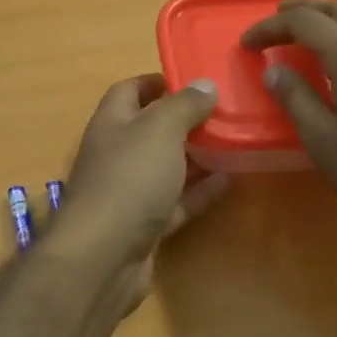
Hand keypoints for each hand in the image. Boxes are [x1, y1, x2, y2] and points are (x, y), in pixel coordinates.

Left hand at [48, 75, 232, 306]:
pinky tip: (229, 181)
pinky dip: (199, 191)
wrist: (102, 257)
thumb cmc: (128, 179)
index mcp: (111, 123)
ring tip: (233, 142)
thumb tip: (204, 84)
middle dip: (184, 120)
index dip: (156, 82)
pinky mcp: (143, 225)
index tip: (192, 80)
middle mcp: (116, 154)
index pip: (129, 91)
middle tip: (223, 112)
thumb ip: (184, 105)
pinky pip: (175, 201)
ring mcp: (128, 192)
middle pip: (150, 129)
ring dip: (196, 156)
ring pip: (165, 167)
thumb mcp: (160, 130)